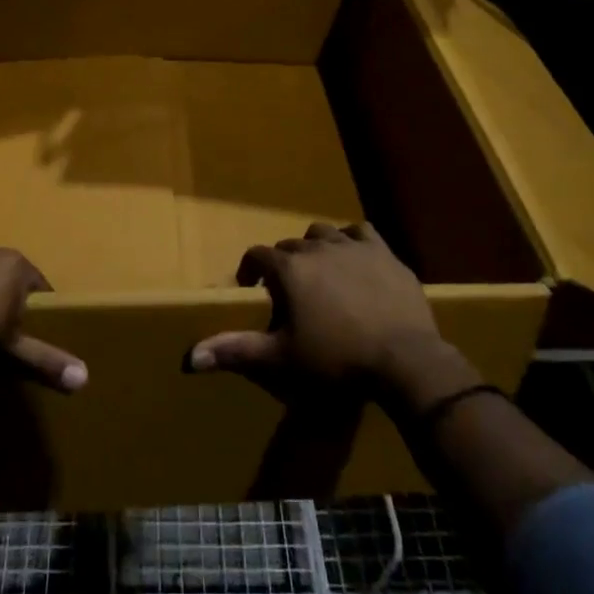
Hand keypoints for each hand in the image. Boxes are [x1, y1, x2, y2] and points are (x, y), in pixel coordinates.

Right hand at [187, 223, 478, 410]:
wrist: (404, 360)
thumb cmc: (336, 361)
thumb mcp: (281, 360)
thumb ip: (235, 351)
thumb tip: (189, 357)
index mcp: (289, 268)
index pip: (257, 256)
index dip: (250, 271)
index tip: (253, 291)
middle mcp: (316, 247)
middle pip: (290, 246)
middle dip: (284, 265)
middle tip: (289, 295)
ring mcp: (353, 246)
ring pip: (324, 233)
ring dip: (316, 248)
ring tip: (320, 274)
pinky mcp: (384, 252)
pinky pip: (361, 232)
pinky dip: (352, 241)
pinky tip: (354, 259)